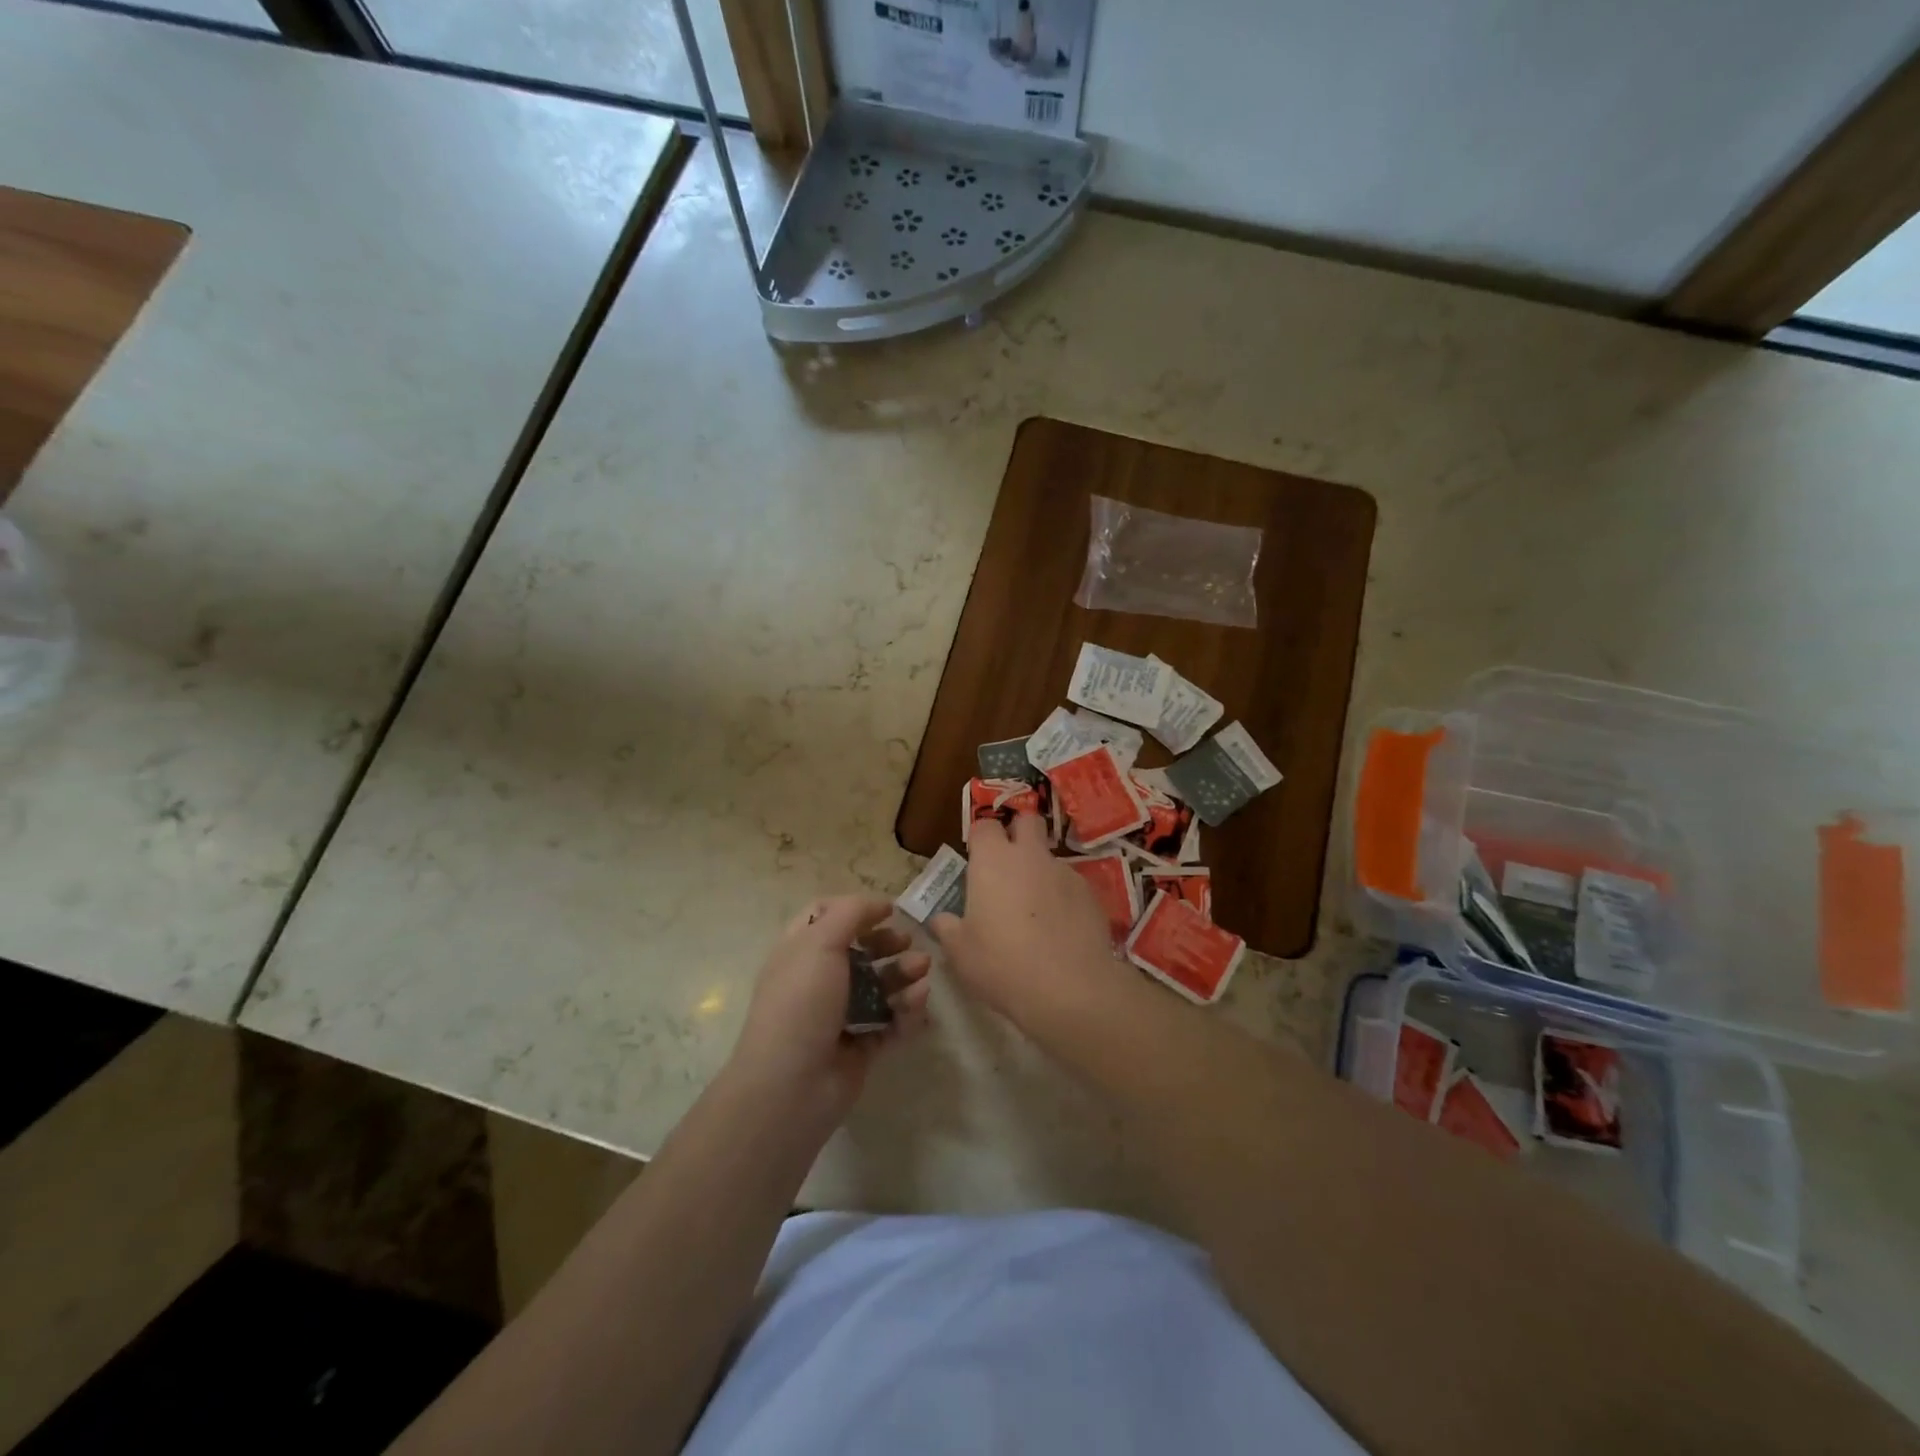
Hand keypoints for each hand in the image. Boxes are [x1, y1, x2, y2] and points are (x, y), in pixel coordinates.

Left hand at [726, 894, 931, 1128]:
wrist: (791, 1086)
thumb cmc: (801, 1003)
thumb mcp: (819, 943)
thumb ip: (851, 914)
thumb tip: (879, 904)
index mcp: (799, 952)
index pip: (825, 917)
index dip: (856, 910)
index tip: (887, 911)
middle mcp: (818, 980)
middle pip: (860, 951)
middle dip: (888, 944)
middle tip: (909, 943)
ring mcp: (840, 1016)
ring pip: (880, 987)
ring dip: (904, 975)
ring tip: (922, 972)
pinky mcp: (861, 1047)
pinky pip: (891, 1022)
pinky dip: (907, 1011)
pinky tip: (918, 1003)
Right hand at [931, 813, 1119, 1028]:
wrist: (1069, 987)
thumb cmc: (1001, 963)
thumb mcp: (960, 952)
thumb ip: (947, 928)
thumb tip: (940, 920)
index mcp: (992, 860)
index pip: (984, 825)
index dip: (980, 838)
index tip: (976, 859)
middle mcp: (1030, 855)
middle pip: (1027, 820)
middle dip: (1018, 832)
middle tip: (1008, 864)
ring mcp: (1064, 871)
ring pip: (1049, 856)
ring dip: (1040, 871)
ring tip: (1035, 910)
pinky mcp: (1090, 893)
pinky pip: (1070, 885)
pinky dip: (1062, 897)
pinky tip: (1059, 929)